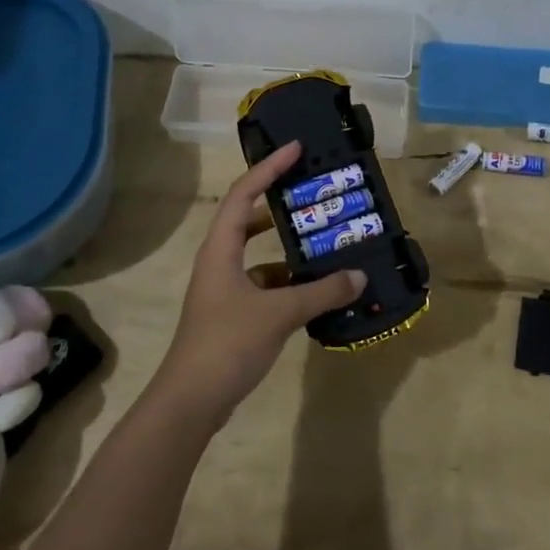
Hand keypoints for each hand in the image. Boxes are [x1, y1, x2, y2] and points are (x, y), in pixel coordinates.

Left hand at [155, 140, 364, 428]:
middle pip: (247, 218)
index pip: (243, 193)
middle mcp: (218, 261)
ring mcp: (223, 289)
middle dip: (278, 202)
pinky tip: (314, 289)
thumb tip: (358, 276)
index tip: (296, 149)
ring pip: (257, 255)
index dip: (268, 168)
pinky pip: (263, 284)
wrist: (191, 401)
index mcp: (221, 249)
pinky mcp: (232, 314)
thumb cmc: (227, 343)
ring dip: (286, 247)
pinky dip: (287, 281)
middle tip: (312, 192)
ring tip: (323, 239)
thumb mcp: (279, 314)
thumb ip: (320, 293)